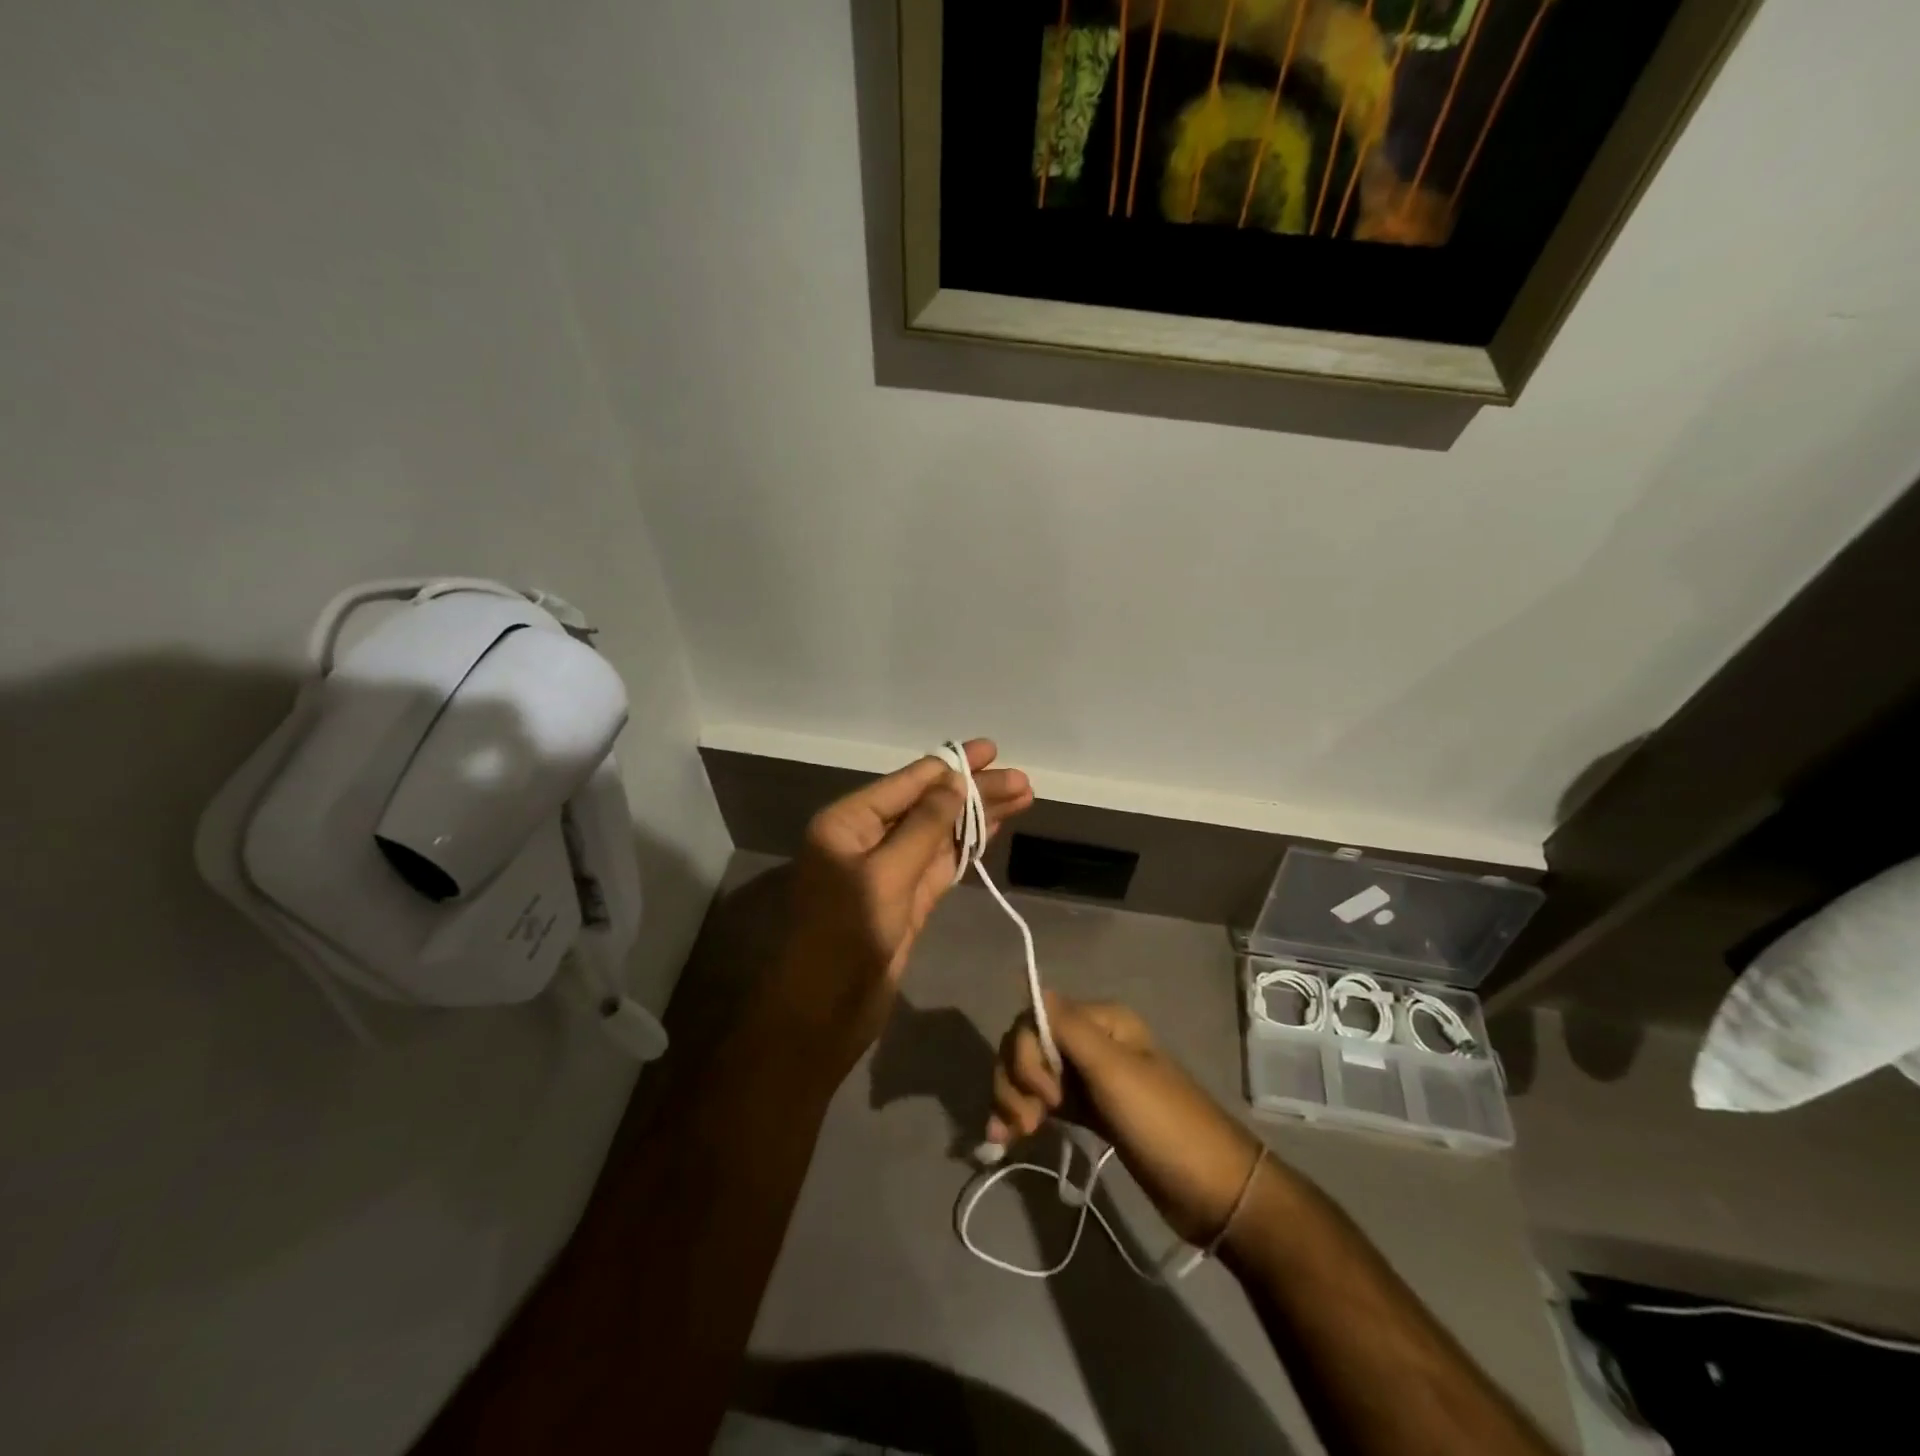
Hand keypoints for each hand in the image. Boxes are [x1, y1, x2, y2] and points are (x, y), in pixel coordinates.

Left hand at [773, 739, 1032, 1065]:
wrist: (827, 1011)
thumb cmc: (846, 935)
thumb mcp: (886, 874)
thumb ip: (924, 826)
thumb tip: (954, 781)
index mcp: (848, 823)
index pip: (907, 783)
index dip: (950, 765)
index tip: (989, 750)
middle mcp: (868, 839)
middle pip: (929, 805)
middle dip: (973, 792)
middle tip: (1022, 780)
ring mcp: (890, 870)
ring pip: (940, 833)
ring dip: (978, 816)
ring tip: (1023, 796)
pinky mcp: (907, 898)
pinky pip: (941, 862)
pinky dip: (968, 845)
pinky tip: (995, 827)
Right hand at [987, 992, 1262, 1245]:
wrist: (1212, 1192)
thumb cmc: (1165, 1125)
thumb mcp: (1115, 1073)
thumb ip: (1070, 1030)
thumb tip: (1031, 984)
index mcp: (1101, 1022)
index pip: (1036, 1020)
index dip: (1025, 1055)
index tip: (1043, 1095)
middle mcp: (1091, 1042)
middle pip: (1028, 1046)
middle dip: (1014, 1080)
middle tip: (1024, 1124)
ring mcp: (1089, 1078)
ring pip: (1031, 1074)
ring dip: (1012, 1099)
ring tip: (1012, 1137)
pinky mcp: (1088, 1111)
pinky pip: (1043, 1102)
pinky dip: (1021, 1115)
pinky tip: (1006, 1139)